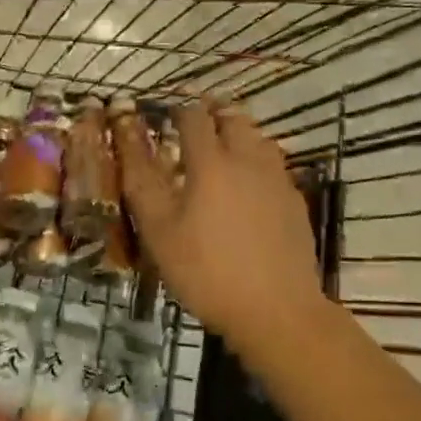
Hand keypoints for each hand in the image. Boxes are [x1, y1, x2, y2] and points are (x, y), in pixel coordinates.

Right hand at [114, 100, 323, 352]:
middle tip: (195, 121)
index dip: (178, 108)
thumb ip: (142, 181)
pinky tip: (250, 182)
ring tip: (223, 145)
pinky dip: (257, 159)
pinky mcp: (295, 202)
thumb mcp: (160, 231)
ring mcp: (276, 179)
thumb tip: (126, 137)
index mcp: (211, 162)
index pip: (194, 116)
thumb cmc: (208, 271)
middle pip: (233, 117)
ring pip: (258, 137)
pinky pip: (274, 164)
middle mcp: (247, 159)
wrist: (278, 311)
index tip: (165, 112)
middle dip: (212, 111)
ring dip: (238, 131)